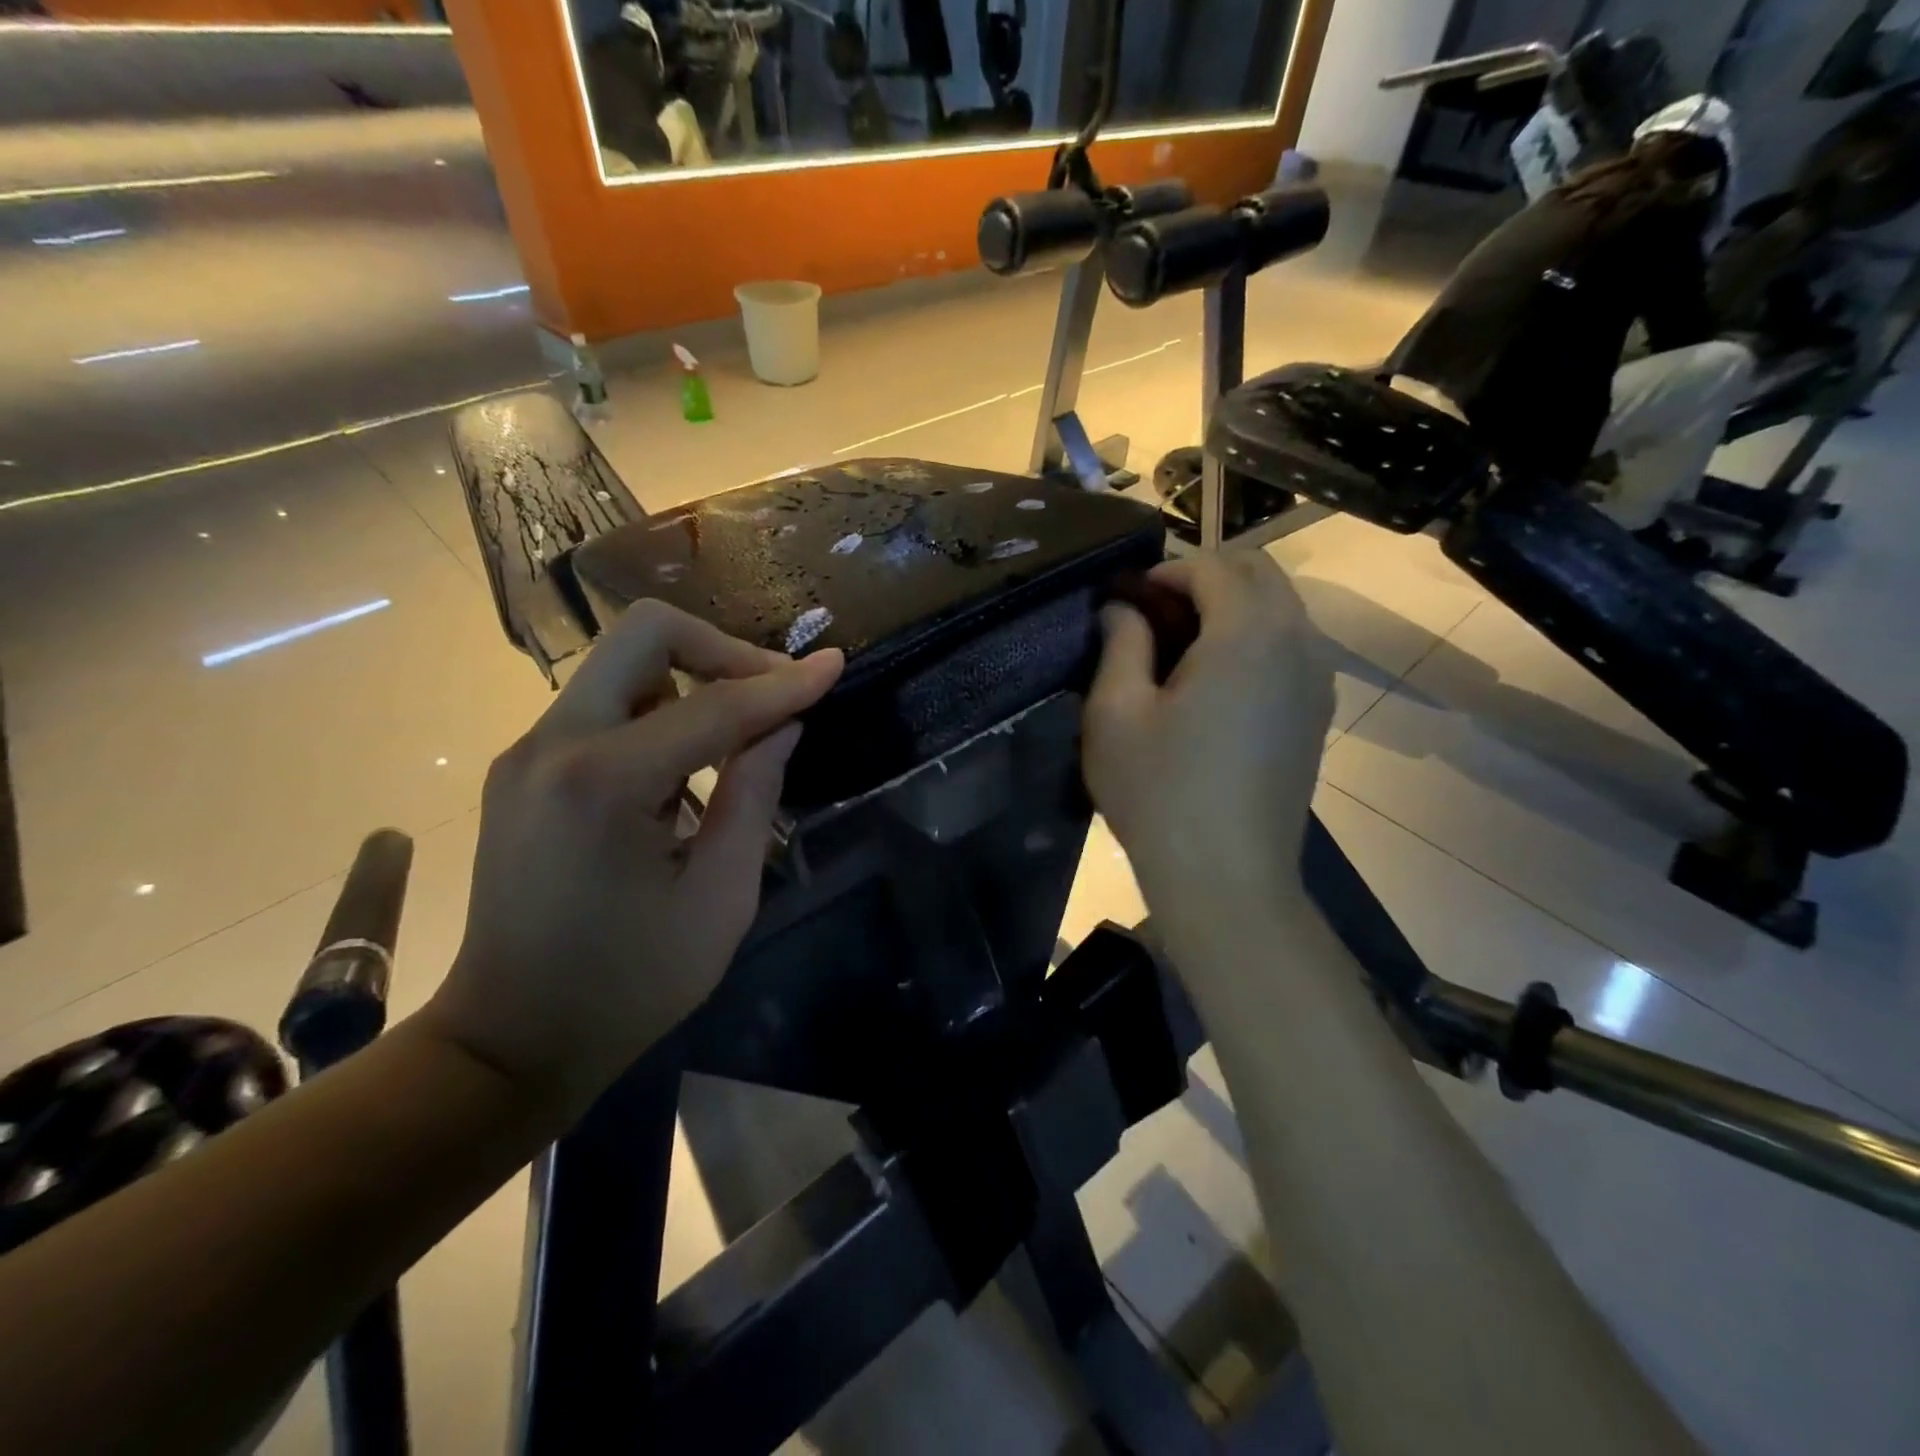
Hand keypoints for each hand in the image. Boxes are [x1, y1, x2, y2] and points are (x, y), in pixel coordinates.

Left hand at [424, 602, 843, 1113]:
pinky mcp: (524, 768)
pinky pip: (603, 704)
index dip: (783, 684)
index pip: (714, 705)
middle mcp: (552, 744)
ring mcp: (528, 751)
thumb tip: (782, 726)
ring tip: (739, 732)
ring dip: (690, 678)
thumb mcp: (719, 899)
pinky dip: (658, 709)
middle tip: (773, 693)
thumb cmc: (628, 984)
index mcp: (603, 783)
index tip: (835, 665)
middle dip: (723, 651)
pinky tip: (687, 763)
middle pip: (643, 636)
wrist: (510, 1039)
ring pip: (621, 664)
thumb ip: (754, 797)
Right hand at [1083, 551, 1332, 940]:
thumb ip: (1119, 643)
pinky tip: (1215, 684)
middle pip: (1260, 574)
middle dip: (1205, 578)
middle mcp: (1297, 643)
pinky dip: (1256, 639)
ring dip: (1233, 606)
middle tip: (1154, 615)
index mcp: (1248, 634)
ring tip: (1181, 648)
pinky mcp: (1318, 714)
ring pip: (1282, 609)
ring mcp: (1317, 680)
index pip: (1214, 566)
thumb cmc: (1160, 793)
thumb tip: (1121, 608)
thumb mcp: (1116, 714)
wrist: (1227, 877)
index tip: (1128, 599)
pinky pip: (1292, 647)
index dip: (1166, 572)